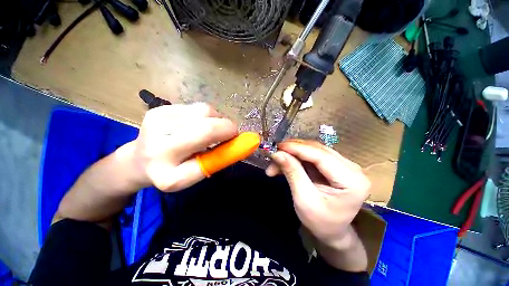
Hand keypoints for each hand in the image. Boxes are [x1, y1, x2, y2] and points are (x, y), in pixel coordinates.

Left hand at [128, 103, 237, 191]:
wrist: (138, 161)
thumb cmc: (172, 171)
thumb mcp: (196, 174)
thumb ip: (218, 159)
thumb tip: (241, 143)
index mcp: (169, 173)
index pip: (207, 155)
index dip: (228, 140)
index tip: (239, 139)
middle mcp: (158, 146)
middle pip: (207, 127)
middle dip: (227, 127)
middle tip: (230, 133)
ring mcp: (156, 122)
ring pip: (204, 111)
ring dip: (217, 119)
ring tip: (211, 129)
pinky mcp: (158, 109)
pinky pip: (196, 107)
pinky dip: (206, 115)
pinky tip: (198, 123)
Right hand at [266, 140, 369, 249]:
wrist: (332, 231)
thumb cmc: (320, 222)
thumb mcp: (304, 199)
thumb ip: (292, 173)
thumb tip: (278, 153)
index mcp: (352, 181)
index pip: (321, 156)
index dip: (297, 148)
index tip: (277, 147)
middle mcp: (352, 168)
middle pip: (317, 150)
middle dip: (292, 151)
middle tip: (274, 155)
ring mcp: (344, 165)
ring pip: (312, 150)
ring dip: (293, 154)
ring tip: (276, 162)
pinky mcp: (334, 165)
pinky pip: (312, 155)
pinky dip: (297, 158)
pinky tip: (285, 163)